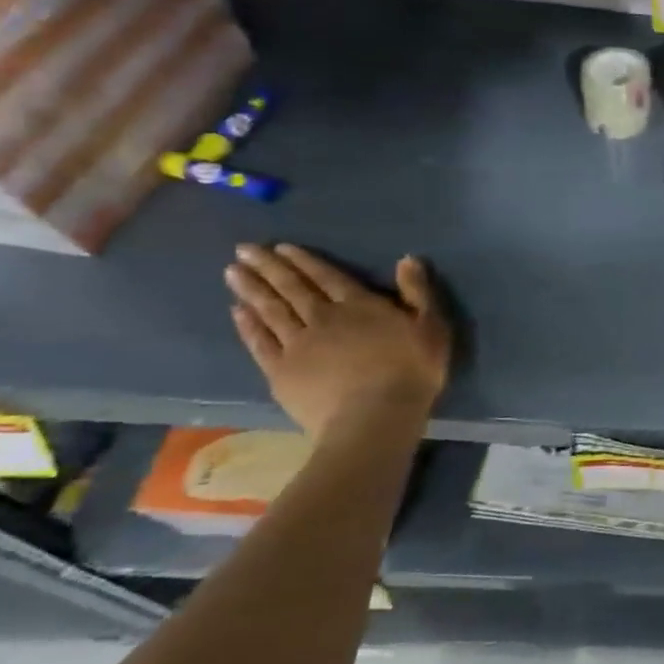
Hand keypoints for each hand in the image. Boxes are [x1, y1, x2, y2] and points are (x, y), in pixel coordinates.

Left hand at [224, 244, 450, 435]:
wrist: (374, 417)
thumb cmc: (411, 370)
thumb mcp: (431, 327)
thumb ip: (418, 292)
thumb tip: (407, 259)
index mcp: (360, 305)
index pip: (327, 276)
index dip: (305, 261)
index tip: (281, 247)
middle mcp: (324, 318)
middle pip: (293, 288)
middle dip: (269, 267)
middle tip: (244, 250)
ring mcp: (298, 345)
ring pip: (271, 311)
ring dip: (252, 290)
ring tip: (232, 272)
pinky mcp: (282, 372)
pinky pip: (260, 342)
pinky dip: (248, 325)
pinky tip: (237, 312)